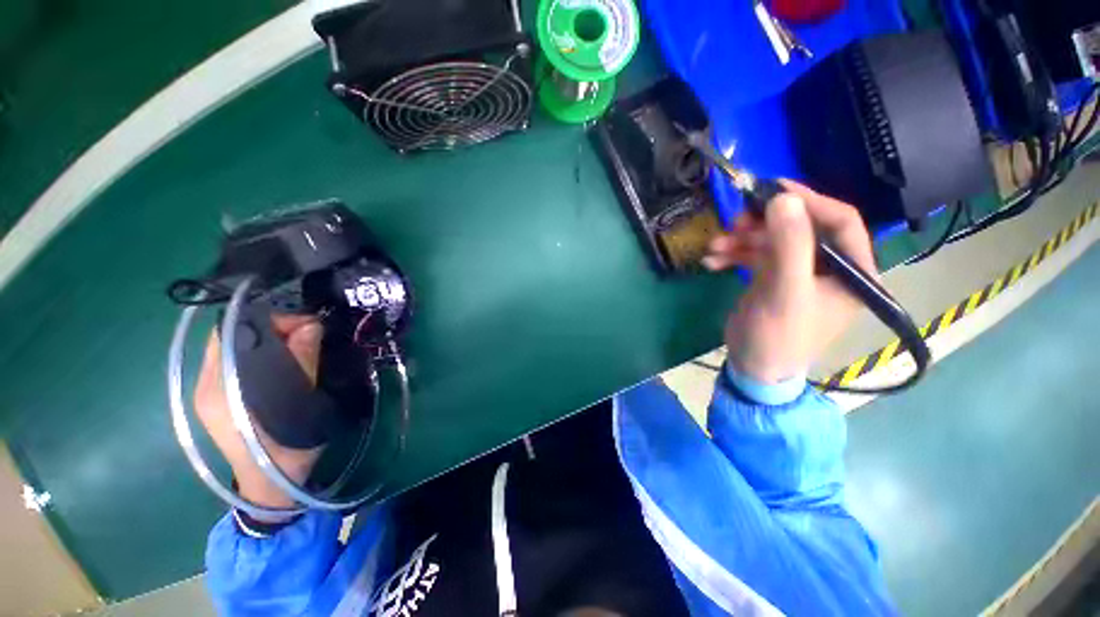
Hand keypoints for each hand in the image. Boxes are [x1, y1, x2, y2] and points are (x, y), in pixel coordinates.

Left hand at [194, 315, 324, 509]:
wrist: (272, 485)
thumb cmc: (288, 450)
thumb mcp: (301, 404)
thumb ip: (301, 362)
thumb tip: (310, 325)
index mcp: (218, 389)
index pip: (231, 333)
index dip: (268, 320)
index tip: (304, 323)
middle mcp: (206, 385)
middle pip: (231, 338)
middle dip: (270, 327)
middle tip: (306, 332)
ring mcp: (209, 393)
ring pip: (235, 348)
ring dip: (268, 339)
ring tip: (299, 343)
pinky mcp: (218, 399)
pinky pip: (237, 362)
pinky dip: (261, 352)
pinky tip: (283, 359)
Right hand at [703, 180, 876, 383]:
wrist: (752, 367)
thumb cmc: (779, 337)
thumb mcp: (786, 292)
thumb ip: (790, 245)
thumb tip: (783, 198)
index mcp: (852, 271)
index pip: (841, 222)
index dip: (810, 202)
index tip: (774, 190)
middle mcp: (829, 267)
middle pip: (800, 228)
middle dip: (765, 224)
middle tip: (735, 221)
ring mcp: (798, 271)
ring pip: (772, 240)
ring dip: (741, 239)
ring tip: (716, 245)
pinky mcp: (772, 277)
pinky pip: (754, 255)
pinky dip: (733, 254)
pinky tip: (713, 260)